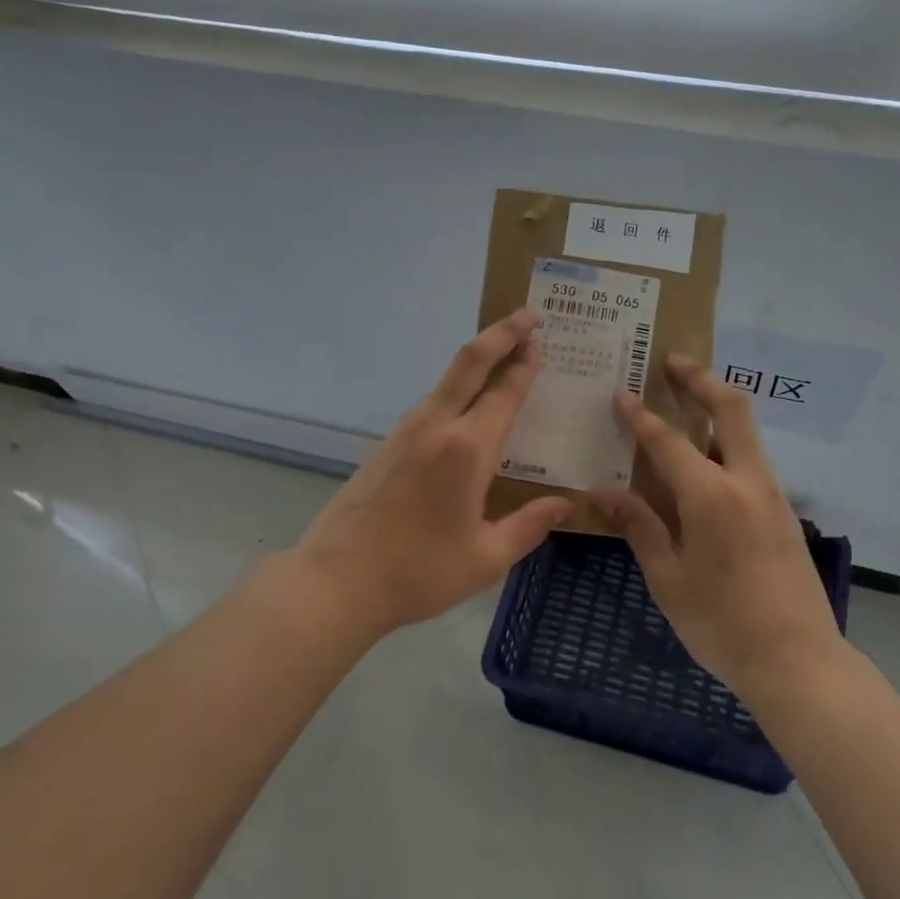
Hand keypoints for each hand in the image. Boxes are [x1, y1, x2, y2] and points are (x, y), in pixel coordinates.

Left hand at [286, 308, 571, 640]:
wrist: (336, 581)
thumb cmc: (418, 572)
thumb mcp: (485, 558)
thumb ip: (529, 526)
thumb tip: (564, 504)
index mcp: (467, 449)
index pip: (505, 391)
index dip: (526, 363)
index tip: (542, 340)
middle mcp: (436, 426)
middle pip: (471, 362)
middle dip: (502, 333)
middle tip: (529, 316)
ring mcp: (405, 431)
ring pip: (447, 380)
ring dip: (478, 361)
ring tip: (505, 361)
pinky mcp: (387, 444)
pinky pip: (431, 404)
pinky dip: (457, 390)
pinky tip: (468, 412)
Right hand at [594, 355, 841, 699]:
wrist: (798, 661)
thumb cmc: (721, 624)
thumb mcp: (668, 578)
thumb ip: (639, 526)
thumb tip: (603, 491)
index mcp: (712, 496)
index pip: (669, 441)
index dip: (641, 415)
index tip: (621, 392)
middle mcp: (747, 481)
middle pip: (731, 408)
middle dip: (701, 379)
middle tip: (672, 362)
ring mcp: (772, 494)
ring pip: (746, 430)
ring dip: (717, 405)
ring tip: (685, 399)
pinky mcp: (783, 510)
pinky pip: (751, 458)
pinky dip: (727, 439)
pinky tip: (705, 458)